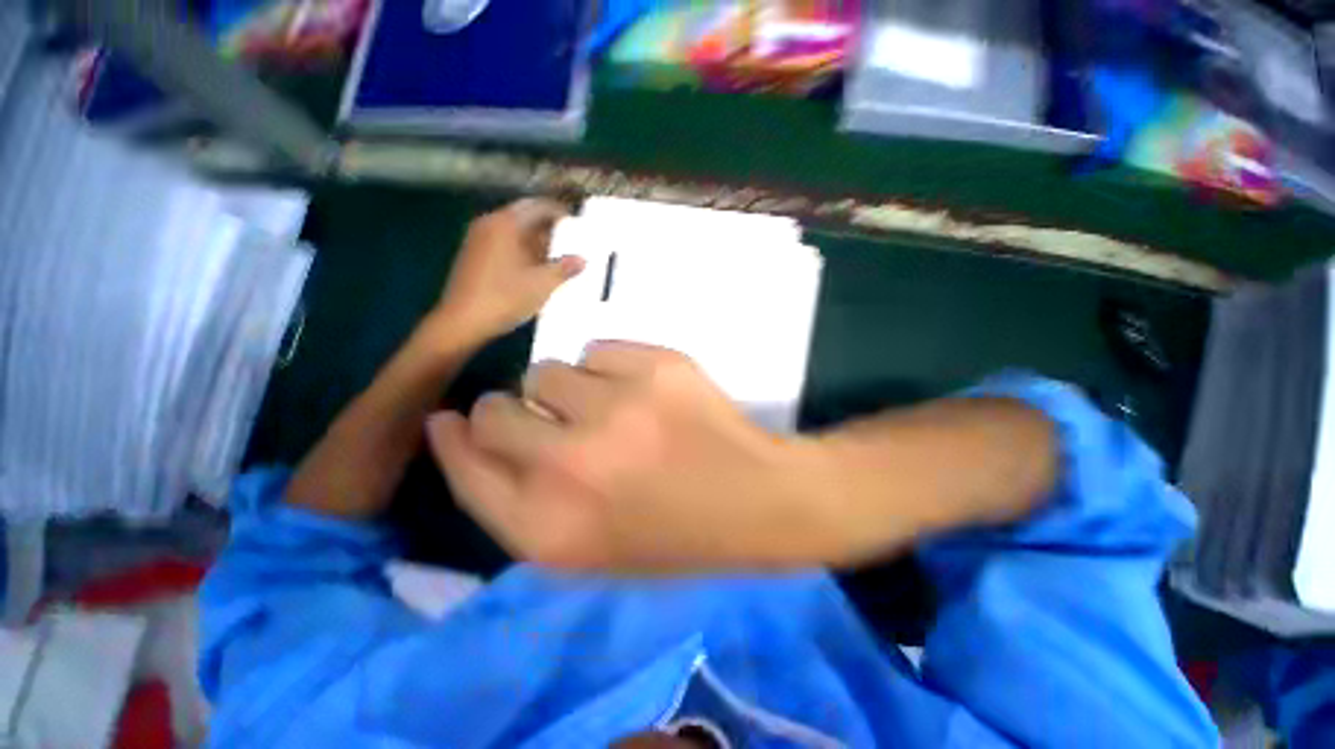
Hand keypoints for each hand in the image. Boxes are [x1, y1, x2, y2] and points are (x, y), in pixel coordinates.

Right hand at [427, 343, 837, 571]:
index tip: (454, 419)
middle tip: (559, 423)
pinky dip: (611, 368)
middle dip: (513, 412)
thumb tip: (459, 429)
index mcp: (547, 529)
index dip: (455, 439)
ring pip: (547, 371)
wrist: (754, 499)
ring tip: (613, 412)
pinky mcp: (656, 366)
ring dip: (568, 390)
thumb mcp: (580, 546)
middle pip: (493, 409)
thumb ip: (512, 498)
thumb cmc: (669, 533)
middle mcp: (569, 464)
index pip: (463, 467)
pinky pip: (597, 349)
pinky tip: (645, 393)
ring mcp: (616, 407)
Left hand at [434, 198, 583, 344]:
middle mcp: (489, 224)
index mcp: (506, 223)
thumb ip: (565, 269)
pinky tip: (534, 269)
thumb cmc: (504, 298)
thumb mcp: (542, 284)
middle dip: (549, 228)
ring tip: (557, 258)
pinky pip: (503, 243)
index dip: (560, 213)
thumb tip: (581, 260)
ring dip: (536, 241)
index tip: (577, 225)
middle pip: (524, 216)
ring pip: (514, 231)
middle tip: (570, 242)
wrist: (462, 322)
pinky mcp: (473, 255)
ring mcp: (478, 239)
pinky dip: (522, 250)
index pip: (538, 206)